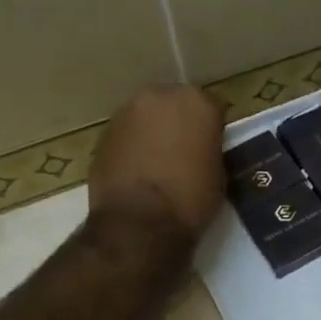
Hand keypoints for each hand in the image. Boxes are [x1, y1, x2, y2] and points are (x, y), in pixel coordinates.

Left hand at [88, 85, 225, 239]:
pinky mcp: (103, 134)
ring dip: (153, 132)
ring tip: (157, 163)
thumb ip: (208, 149)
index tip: (212, 147)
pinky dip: (132, 146)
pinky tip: (137, 171)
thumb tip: (200, 149)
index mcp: (196, 102)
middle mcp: (159, 96)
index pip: (211, 107)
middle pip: (174, 104)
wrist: (138, 223)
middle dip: (179, 122)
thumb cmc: (189, 199)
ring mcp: (126, 112)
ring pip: (146, 117)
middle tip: (184, 151)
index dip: (212, 129)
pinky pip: (126, 135)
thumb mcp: (217, 174)